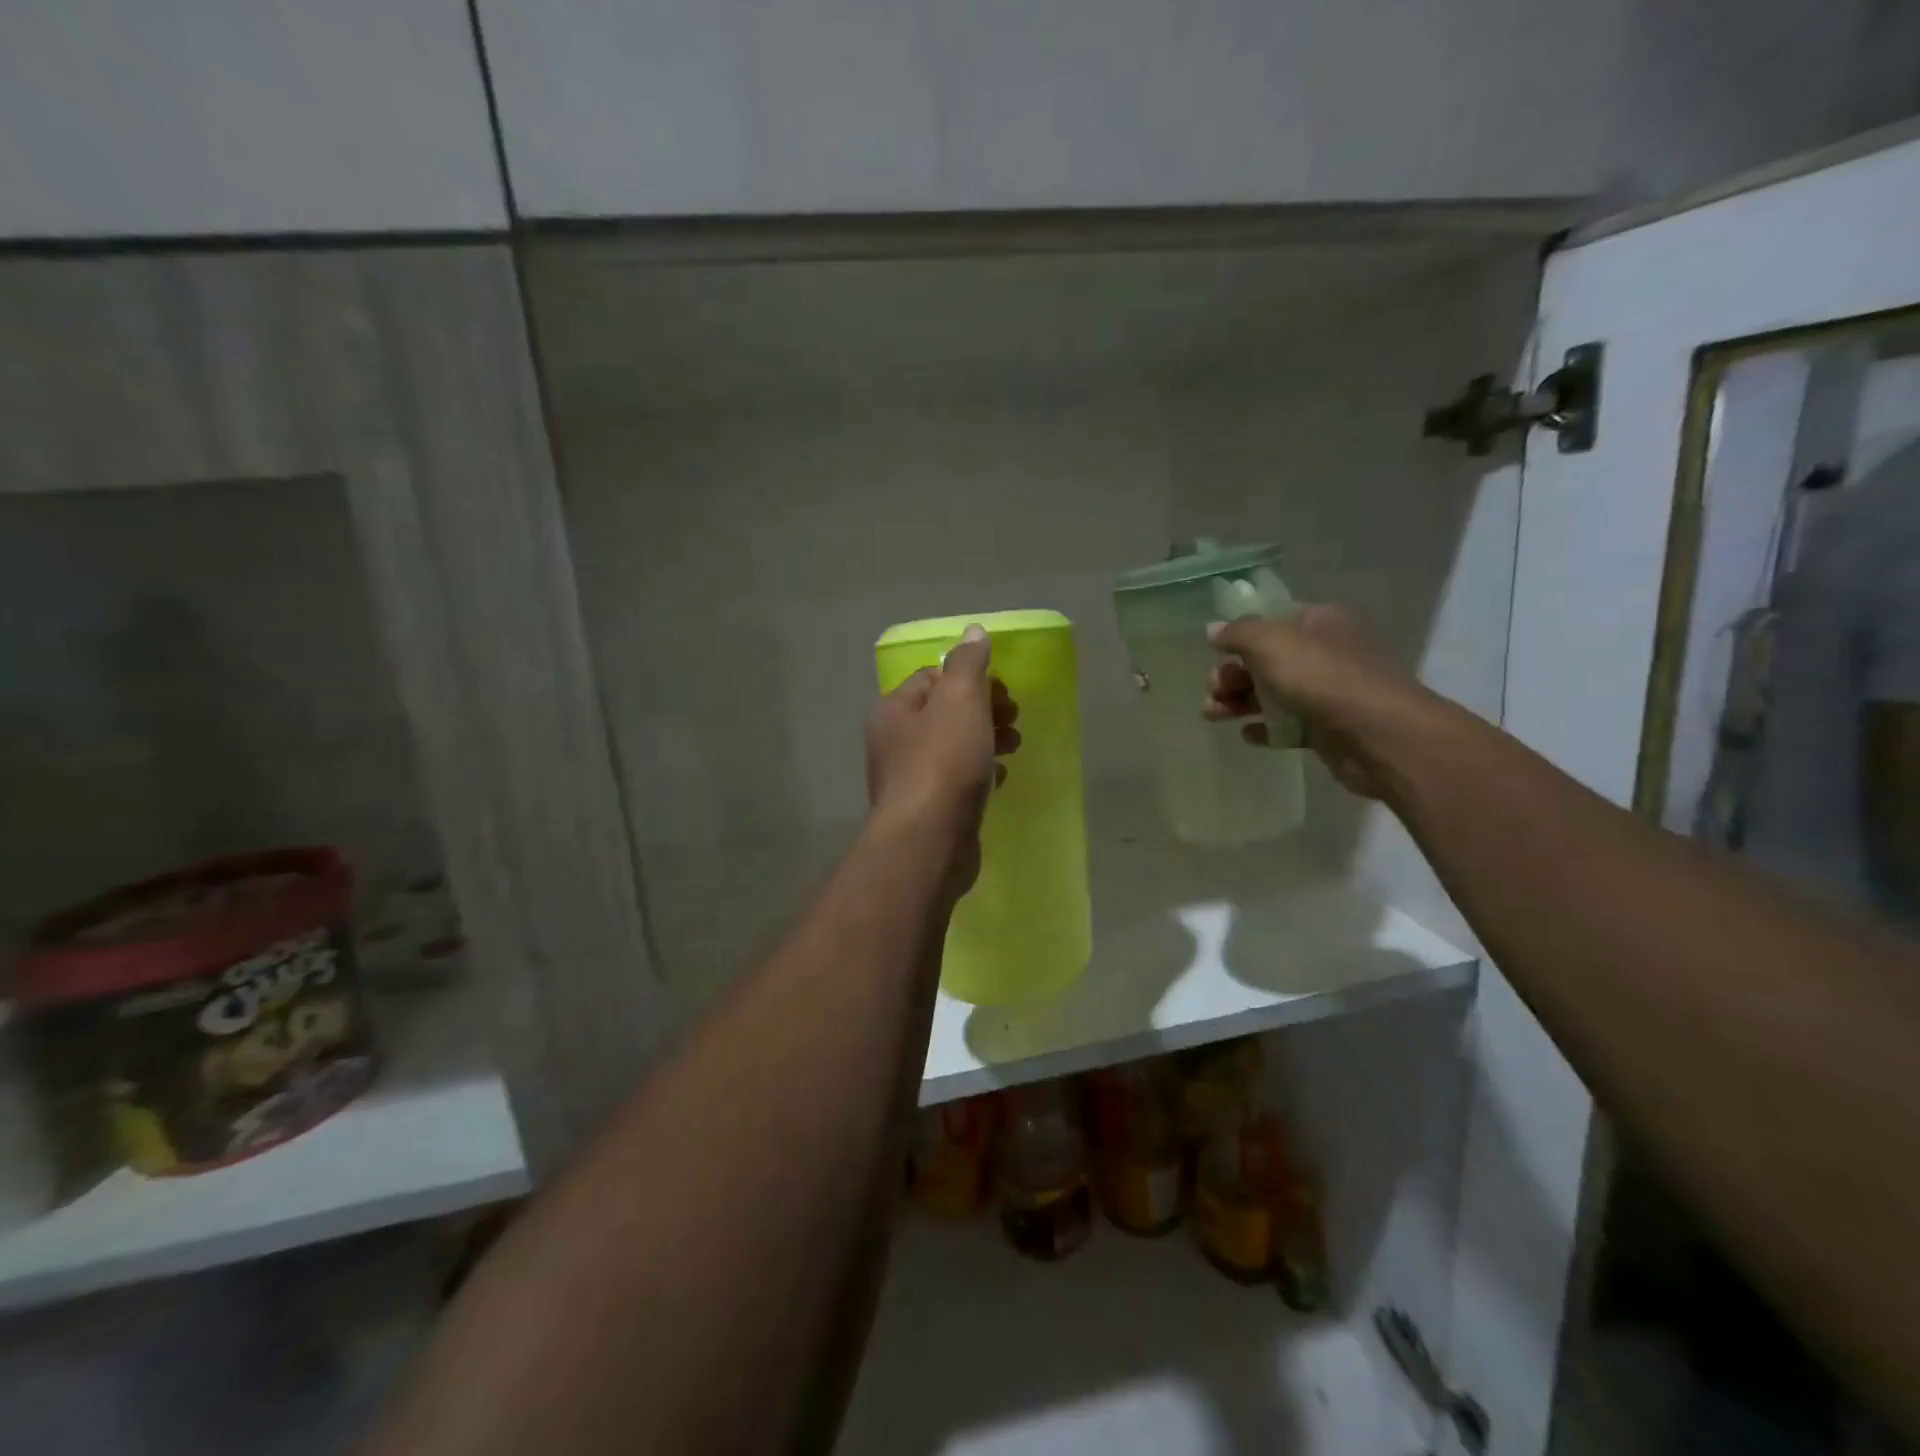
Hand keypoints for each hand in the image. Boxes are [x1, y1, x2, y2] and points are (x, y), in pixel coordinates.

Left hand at [865, 625, 1019, 890]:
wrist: (929, 841)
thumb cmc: (944, 763)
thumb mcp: (960, 700)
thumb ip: (968, 664)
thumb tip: (974, 632)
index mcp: (894, 710)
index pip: (933, 677)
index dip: (972, 678)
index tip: (1003, 691)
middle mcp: (894, 742)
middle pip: (944, 713)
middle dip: (984, 710)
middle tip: (1015, 718)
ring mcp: (908, 780)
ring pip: (952, 747)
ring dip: (986, 740)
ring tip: (1015, 746)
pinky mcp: (927, 811)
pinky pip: (956, 781)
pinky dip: (979, 774)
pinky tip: (999, 779)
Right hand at [1202, 605, 1433, 799]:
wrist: (1376, 734)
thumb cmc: (1321, 677)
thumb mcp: (1269, 642)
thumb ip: (1238, 633)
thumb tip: (1214, 630)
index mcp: (1319, 622)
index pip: (1272, 621)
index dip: (1240, 636)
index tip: (1215, 654)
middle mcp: (1326, 653)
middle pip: (1267, 660)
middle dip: (1232, 674)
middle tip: (1213, 691)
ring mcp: (1328, 692)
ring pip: (1273, 694)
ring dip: (1239, 702)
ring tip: (1214, 715)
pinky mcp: (1327, 729)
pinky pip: (1288, 725)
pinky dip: (1265, 728)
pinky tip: (1248, 735)